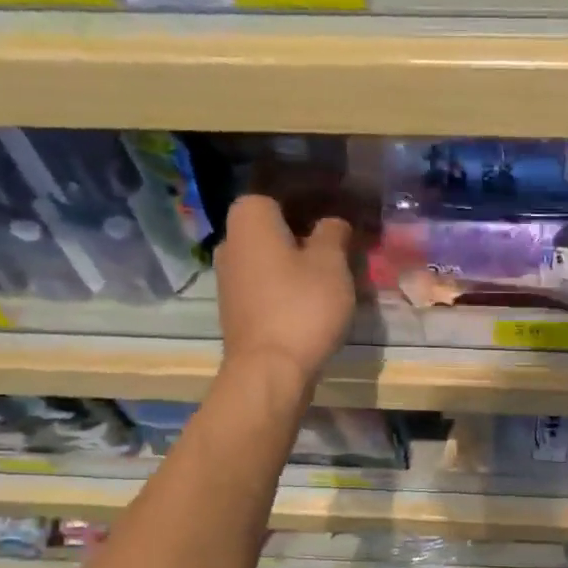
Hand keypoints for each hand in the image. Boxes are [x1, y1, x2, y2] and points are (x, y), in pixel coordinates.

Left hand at [215, 194, 355, 393]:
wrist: (269, 371)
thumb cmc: (302, 306)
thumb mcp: (332, 263)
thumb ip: (334, 234)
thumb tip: (333, 223)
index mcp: (249, 219)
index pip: (278, 196)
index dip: (309, 206)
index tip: (335, 225)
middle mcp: (229, 243)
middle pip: (273, 231)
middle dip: (303, 240)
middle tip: (338, 255)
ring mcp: (229, 281)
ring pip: (269, 262)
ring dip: (295, 269)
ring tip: (329, 285)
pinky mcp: (236, 312)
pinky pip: (266, 290)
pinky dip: (285, 294)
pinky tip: (310, 309)